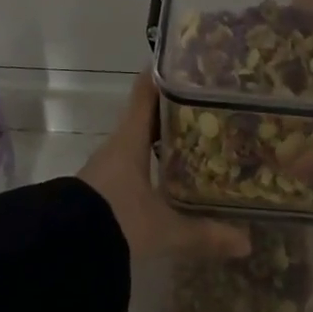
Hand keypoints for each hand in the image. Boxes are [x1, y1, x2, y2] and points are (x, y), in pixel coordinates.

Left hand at [78, 72, 251, 262]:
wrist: (65, 250)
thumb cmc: (116, 220)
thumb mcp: (164, 228)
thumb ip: (204, 232)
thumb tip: (247, 243)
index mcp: (131, 138)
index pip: (147, 91)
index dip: (166, 73)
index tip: (191, 61)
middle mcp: (120, 144)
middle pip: (149, 114)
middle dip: (178, 107)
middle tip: (212, 102)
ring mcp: (110, 165)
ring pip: (142, 138)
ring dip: (167, 134)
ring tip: (202, 134)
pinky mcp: (106, 186)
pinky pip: (136, 161)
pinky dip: (156, 158)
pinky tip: (176, 171)